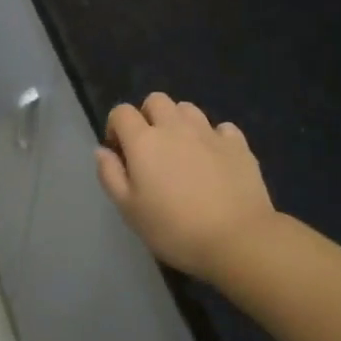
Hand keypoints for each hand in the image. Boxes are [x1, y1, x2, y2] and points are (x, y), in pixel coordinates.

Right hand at [96, 92, 275, 281]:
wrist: (237, 239)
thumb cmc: (175, 229)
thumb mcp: (130, 210)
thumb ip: (110, 175)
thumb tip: (102, 150)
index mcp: (144, 140)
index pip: (121, 112)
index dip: (116, 126)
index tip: (120, 152)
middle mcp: (174, 127)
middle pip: (156, 100)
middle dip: (148, 116)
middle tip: (152, 149)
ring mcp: (209, 132)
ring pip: (188, 109)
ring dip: (180, 122)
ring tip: (183, 151)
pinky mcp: (238, 145)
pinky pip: (222, 128)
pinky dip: (215, 137)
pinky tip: (215, 159)